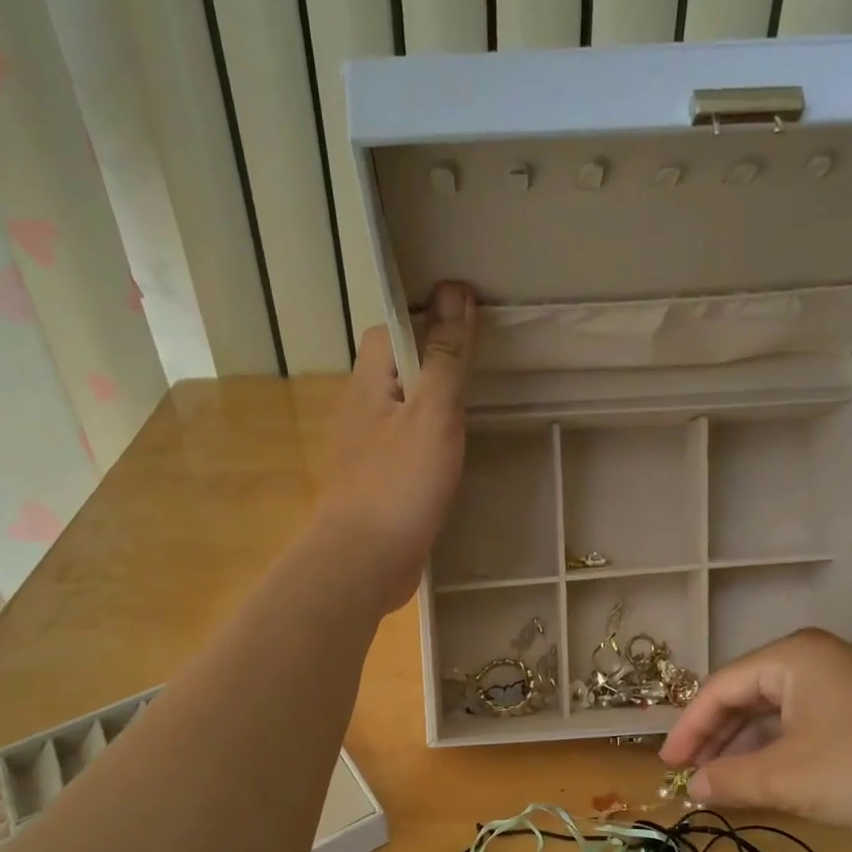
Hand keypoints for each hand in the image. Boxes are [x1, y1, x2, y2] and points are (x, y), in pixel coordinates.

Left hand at [316, 282, 475, 612]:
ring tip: (483, 399)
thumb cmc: (400, 484)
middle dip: (438, 358)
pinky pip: (410, 444)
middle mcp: (364, 408)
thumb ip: (445, 357)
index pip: (392, 327)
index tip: (471, 321)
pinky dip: (434, 438)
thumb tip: (455, 291)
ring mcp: (370, 447)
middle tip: (487, 361)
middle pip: (401, 366)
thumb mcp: (433, 414)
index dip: (428, 316)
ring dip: (438, 400)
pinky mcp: (382, 480)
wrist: (366, 561)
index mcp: (370, 382)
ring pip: (407, 407)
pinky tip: (461, 449)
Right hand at [659, 629, 851, 840]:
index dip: (689, 727)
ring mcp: (840, 687)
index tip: (667, 764)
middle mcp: (814, 661)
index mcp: (792, 657)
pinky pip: (800, 729)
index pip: (721, 687)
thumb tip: (692, 788)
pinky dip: (775, 755)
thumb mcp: (788, 777)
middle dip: (715, 738)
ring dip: (743, 750)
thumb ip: (731, 779)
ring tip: (719, 785)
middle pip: (745, 697)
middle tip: (689, 775)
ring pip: (773, 715)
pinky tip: (760, 782)